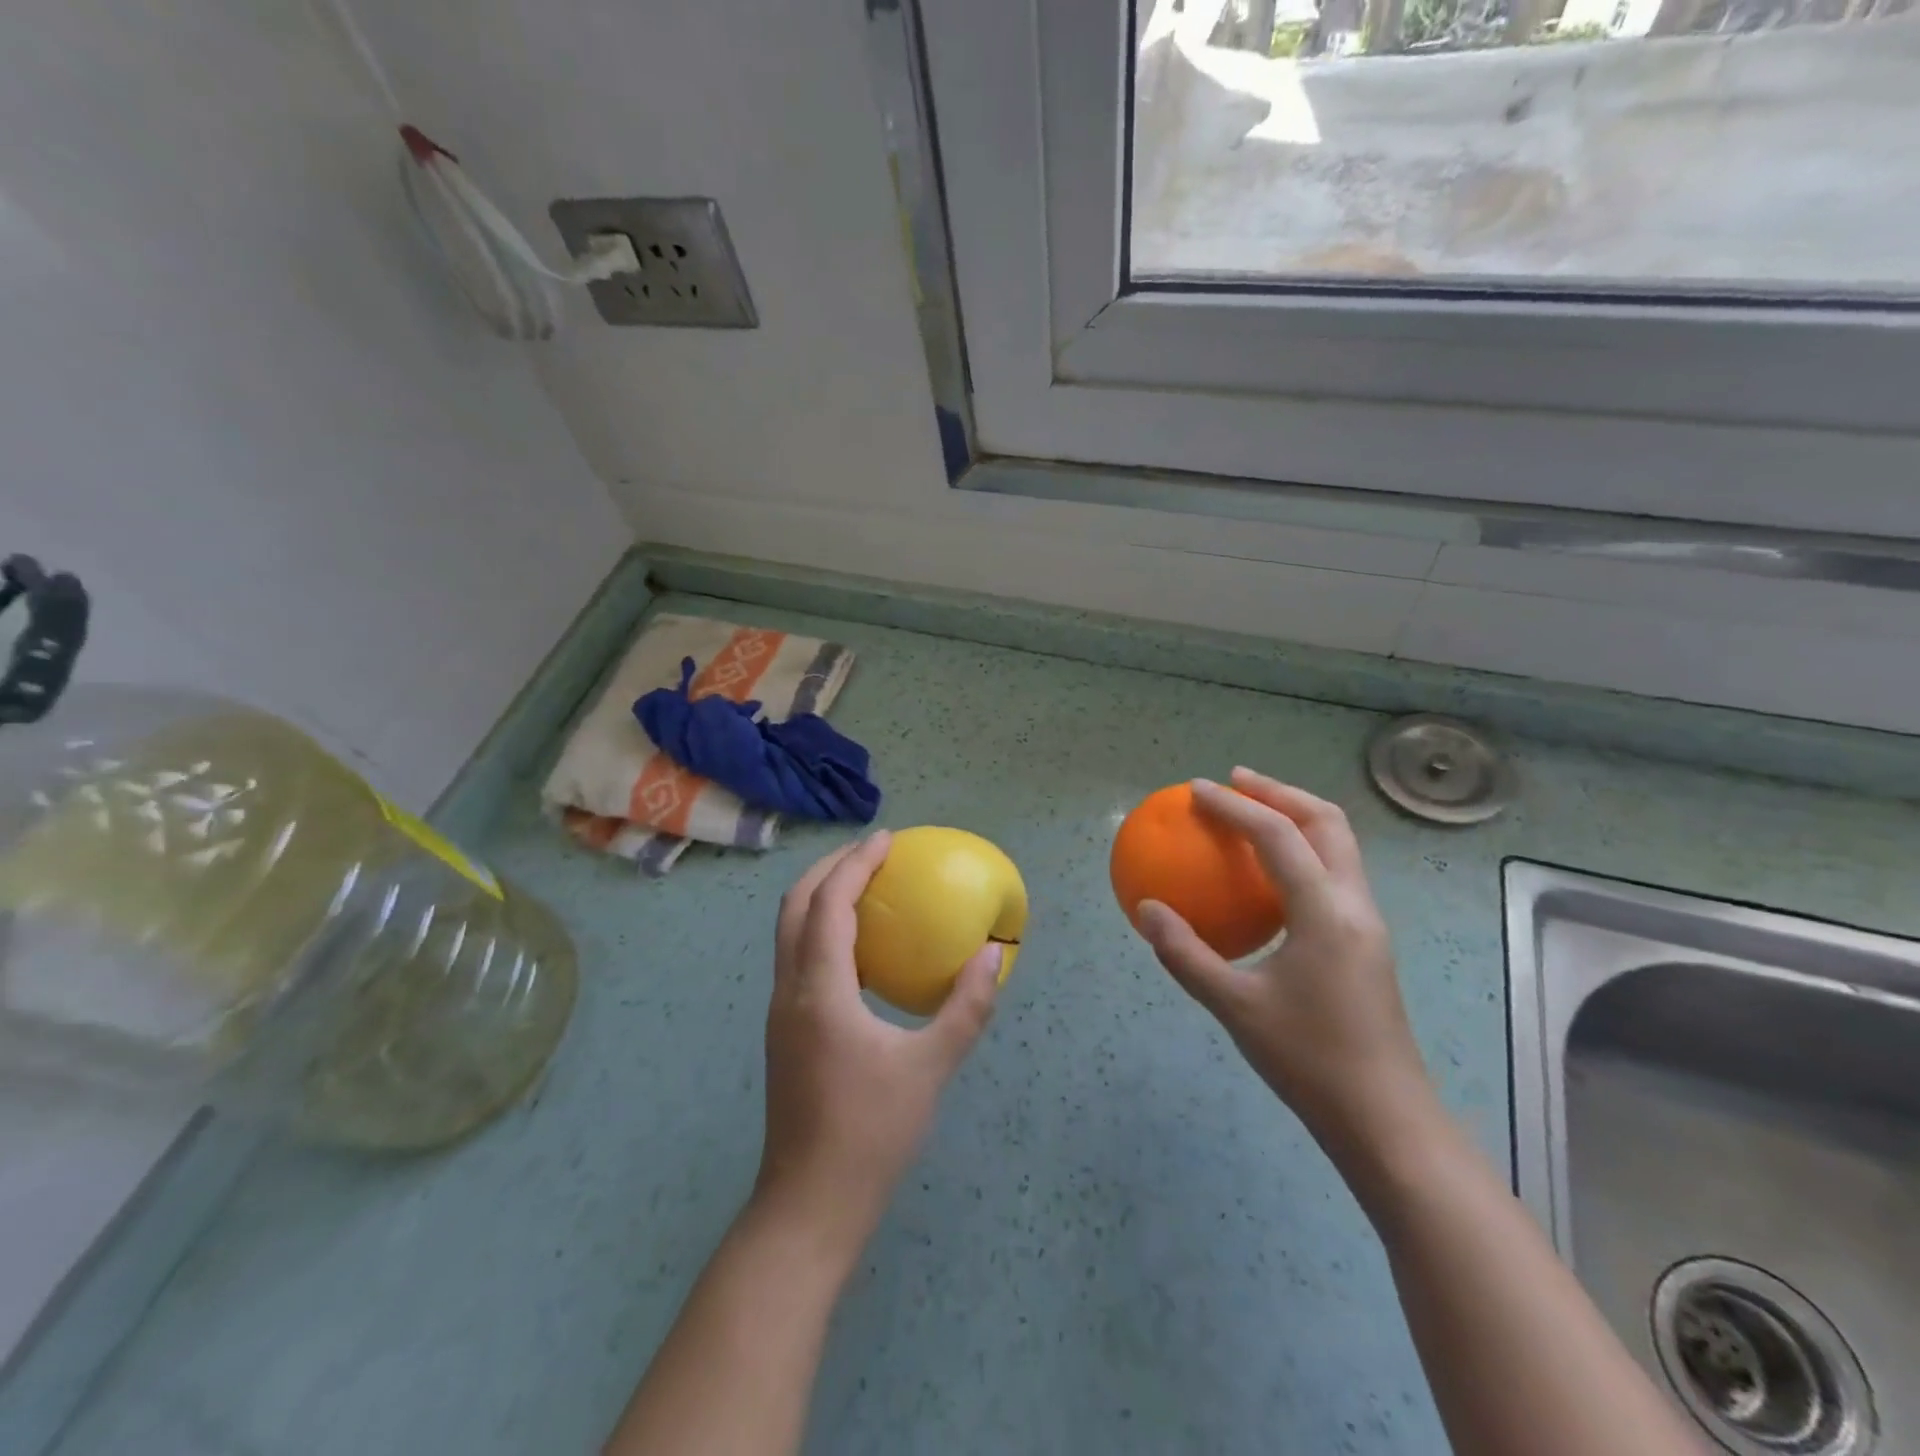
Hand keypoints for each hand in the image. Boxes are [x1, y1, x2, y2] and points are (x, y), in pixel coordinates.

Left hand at [755, 832, 1003, 1258]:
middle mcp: (789, 991)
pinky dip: (821, 931)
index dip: (855, 863)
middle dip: (828, 868)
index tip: (887, 839)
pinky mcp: (785, 1031)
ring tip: (864, 887)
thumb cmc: (871, 1134)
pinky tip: (859, 949)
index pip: (829, 904)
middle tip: (872, 854)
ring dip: (820, 897)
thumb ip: (966, 1007)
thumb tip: (993, 955)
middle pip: (794, 906)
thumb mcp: (930, 1068)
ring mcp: (781, 1012)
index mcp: (819, 991)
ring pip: (788, 932)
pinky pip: (797, 958)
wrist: (809, 1207)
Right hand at [1135, 769, 1436, 1159]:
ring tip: (1253, 812)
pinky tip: (1270, 874)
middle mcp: (1354, 904)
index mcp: (1325, 912)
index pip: (1277, 836)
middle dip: (1279, 792)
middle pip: (1326, 822)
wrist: (1385, 1119)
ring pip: (1339, 845)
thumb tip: (1146, 909)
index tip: (1195, 790)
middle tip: (1234, 781)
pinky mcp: (1367, 942)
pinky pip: (1336, 873)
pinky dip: (1303, 851)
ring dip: (1297, 817)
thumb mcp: (1234, 1007)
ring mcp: (1367, 923)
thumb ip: (1185, 953)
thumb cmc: (1308, 1060)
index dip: (1234, 806)